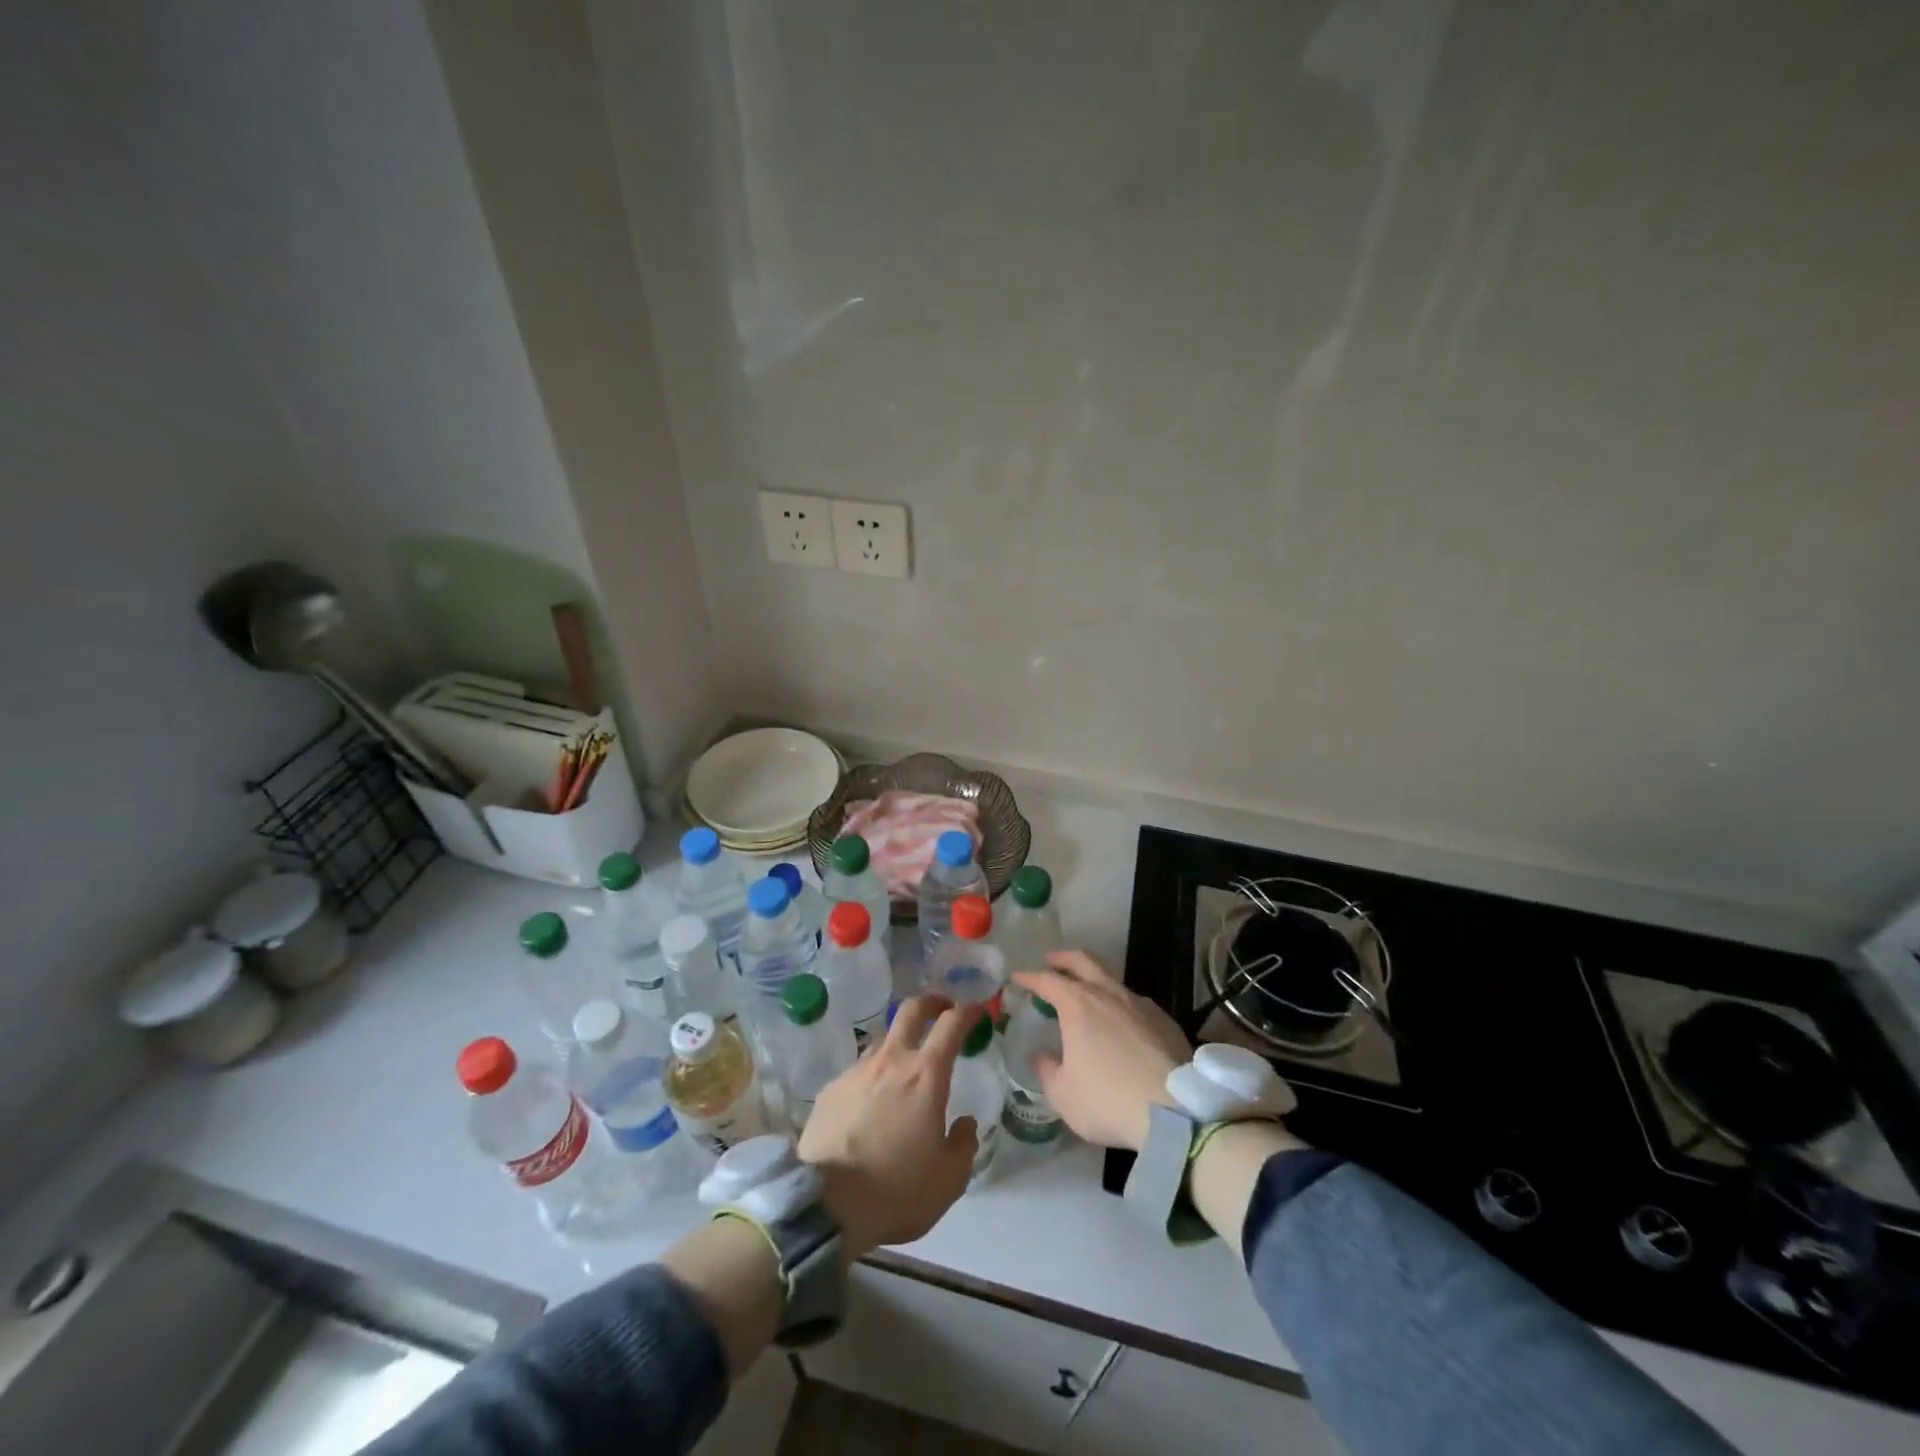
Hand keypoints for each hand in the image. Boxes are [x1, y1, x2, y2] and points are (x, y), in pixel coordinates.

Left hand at [798, 995, 982, 1258]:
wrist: (826, 1205)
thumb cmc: (897, 1190)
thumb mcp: (949, 1179)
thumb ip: (963, 1144)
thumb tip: (964, 1124)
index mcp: (926, 1075)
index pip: (951, 1024)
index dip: (968, 1011)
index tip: (977, 1008)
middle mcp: (891, 1061)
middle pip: (910, 1011)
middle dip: (930, 1003)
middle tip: (941, 1009)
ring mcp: (856, 1072)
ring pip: (883, 1041)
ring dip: (899, 1043)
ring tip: (904, 1067)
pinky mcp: (831, 1090)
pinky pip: (859, 1072)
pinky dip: (872, 1077)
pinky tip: (871, 1104)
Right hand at [1011, 950, 1190, 1151]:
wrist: (1177, 1112)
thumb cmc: (1109, 1101)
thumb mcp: (1063, 1095)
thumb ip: (1047, 1071)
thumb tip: (1042, 1056)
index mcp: (1079, 1005)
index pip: (1048, 980)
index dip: (1030, 977)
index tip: (1018, 977)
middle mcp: (1109, 994)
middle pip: (1084, 961)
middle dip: (1064, 958)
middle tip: (1052, 961)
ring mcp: (1141, 1004)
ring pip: (1113, 980)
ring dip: (1095, 981)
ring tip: (1087, 997)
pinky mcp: (1165, 1020)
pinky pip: (1135, 1003)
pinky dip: (1120, 1005)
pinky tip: (1121, 1024)